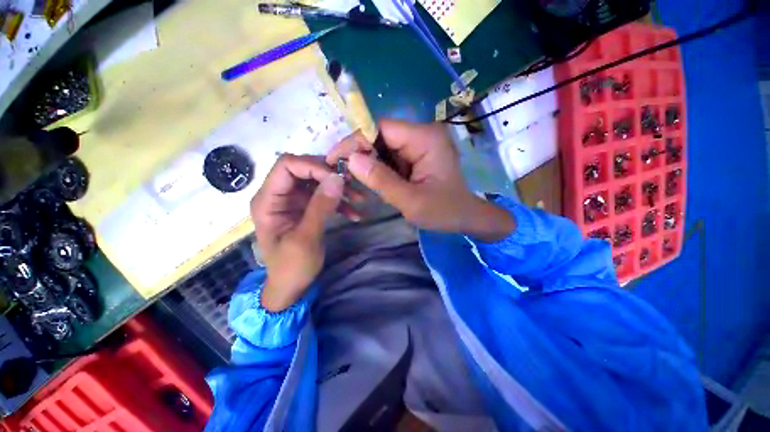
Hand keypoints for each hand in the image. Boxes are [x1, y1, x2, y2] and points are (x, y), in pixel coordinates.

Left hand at [251, 154, 349, 311]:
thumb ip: (320, 207)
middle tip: (353, 184)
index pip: (287, 166)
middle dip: (330, 176)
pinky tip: (355, 213)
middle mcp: (279, 195)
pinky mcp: (306, 208)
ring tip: (360, 199)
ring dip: (339, 189)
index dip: (312, 166)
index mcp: (268, 200)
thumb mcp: (306, 239)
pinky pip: (324, 197)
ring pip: (318, 182)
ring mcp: (294, 201)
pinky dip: (340, 202)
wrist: (291, 287)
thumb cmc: (291, 267)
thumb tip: (337, 178)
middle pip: (304, 170)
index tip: (337, 179)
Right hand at [327, 120, 514, 241]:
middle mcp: (423, 134)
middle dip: (361, 154)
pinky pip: (391, 156)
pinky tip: (373, 180)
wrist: (465, 217)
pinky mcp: (417, 155)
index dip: (356, 141)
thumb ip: (381, 181)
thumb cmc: (444, 211)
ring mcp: (420, 144)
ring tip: (355, 179)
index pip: (381, 129)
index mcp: (425, 138)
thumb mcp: (411, 201)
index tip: (335, 159)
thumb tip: (351, 160)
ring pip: (384, 147)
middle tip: (343, 173)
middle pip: (381, 136)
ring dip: (369, 162)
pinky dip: (379, 168)